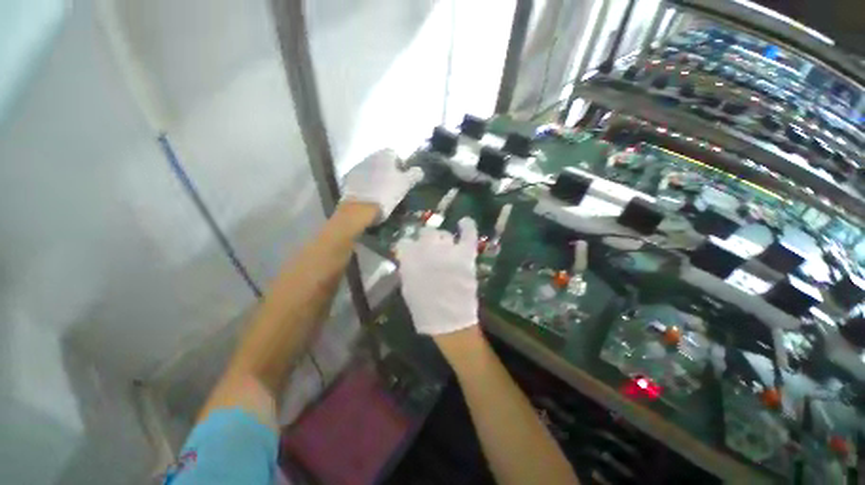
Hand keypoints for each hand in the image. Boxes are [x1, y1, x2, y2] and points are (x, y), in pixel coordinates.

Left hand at [341, 149, 423, 222]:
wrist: (360, 208)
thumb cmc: (386, 194)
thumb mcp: (405, 185)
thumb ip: (414, 175)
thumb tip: (419, 170)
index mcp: (384, 155)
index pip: (395, 154)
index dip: (400, 165)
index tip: (402, 179)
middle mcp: (370, 157)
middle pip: (382, 161)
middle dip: (388, 171)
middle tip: (393, 186)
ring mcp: (357, 167)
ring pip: (371, 169)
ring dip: (376, 177)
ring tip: (380, 192)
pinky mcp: (348, 179)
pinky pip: (360, 178)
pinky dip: (365, 184)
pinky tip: (369, 195)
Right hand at [396, 218, 478, 335]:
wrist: (450, 323)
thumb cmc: (426, 311)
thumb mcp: (408, 289)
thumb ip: (407, 269)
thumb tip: (408, 257)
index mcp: (410, 260)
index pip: (404, 242)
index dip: (408, 245)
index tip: (410, 249)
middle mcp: (427, 251)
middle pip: (425, 233)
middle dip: (426, 239)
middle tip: (430, 247)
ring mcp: (447, 251)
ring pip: (443, 234)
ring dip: (443, 239)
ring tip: (445, 246)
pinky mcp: (464, 255)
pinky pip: (467, 235)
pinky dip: (467, 226)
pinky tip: (464, 222)